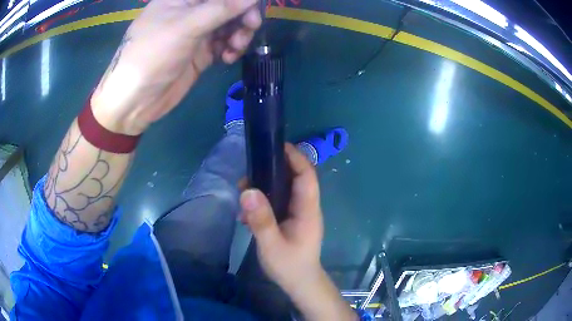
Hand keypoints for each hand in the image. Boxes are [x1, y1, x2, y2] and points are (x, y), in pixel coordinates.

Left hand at [91, 0, 261, 134]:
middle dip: (242, 15)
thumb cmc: (152, 55)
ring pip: (230, 25)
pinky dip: (231, 49)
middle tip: (251, 26)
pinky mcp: (201, 52)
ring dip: (239, 33)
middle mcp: (191, 12)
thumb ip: (222, 9)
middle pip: (227, 6)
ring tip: (235, 47)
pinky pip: (225, 44)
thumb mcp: (186, 27)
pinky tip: (228, 58)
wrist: (135, 101)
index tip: (255, 6)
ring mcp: (197, 33)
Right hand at [240, 143, 323, 293]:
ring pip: (283, 190)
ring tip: (243, 193)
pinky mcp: (290, 220)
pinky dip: (262, 202)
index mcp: (308, 210)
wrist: (299, 283)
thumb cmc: (290, 266)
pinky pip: (277, 203)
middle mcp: (305, 207)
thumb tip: (248, 190)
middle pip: (294, 179)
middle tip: (249, 172)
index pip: (306, 175)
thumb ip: (261, 220)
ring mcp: (298, 214)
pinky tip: (247, 214)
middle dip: (272, 171)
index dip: (295, 158)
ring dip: (264, 188)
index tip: (276, 146)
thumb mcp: (272, 245)